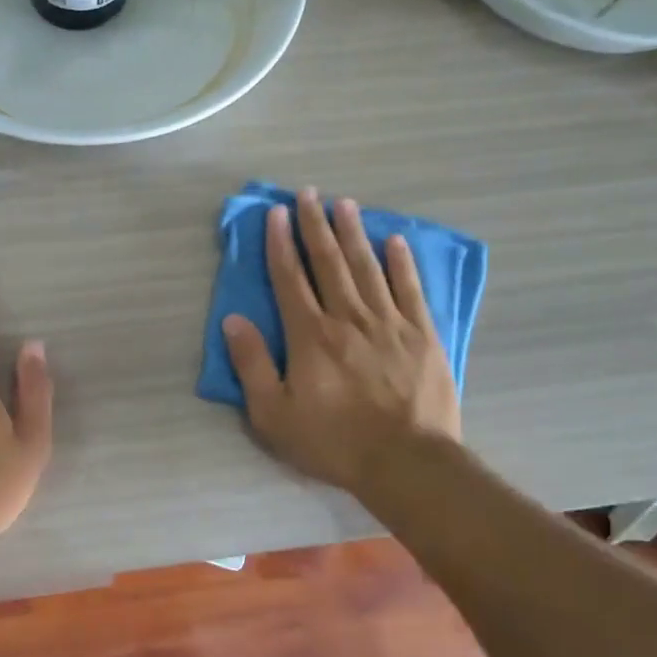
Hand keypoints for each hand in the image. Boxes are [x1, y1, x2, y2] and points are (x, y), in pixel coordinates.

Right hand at [223, 190, 460, 494]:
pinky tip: (395, 241)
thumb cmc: (333, 442)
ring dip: (354, 233)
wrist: (406, 463)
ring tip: (346, 203)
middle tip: (309, 193)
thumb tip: (234, 320)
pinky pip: (409, 289)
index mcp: (310, 335)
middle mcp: (348, 318)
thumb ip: (252, 364)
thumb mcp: (274, 415)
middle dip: (316, 225)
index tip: (276, 214)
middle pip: (329, 262)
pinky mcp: (422, 335)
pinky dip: (401, 263)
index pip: (290, 278)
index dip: (280, 244)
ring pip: (368, 267)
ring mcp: (389, 323)